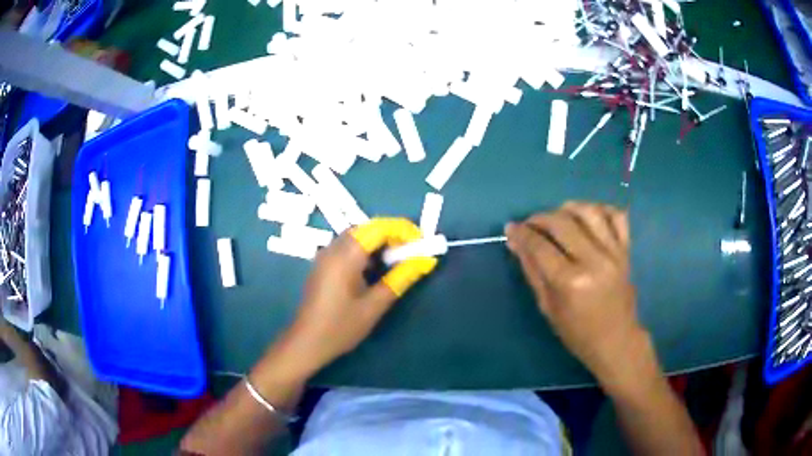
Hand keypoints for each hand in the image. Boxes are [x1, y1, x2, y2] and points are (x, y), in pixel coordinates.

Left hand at [284, 218, 437, 372]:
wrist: (307, 342)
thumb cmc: (341, 327)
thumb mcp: (374, 306)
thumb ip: (400, 279)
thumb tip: (425, 261)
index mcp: (345, 257)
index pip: (378, 228)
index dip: (402, 230)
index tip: (421, 242)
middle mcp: (333, 249)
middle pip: (367, 228)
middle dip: (392, 235)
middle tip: (411, 252)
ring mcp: (325, 255)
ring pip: (357, 236)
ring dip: (379, 242)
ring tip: (397, 260)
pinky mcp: (323, 264)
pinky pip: (348, 246)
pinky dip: (366, 250)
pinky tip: (374, 268)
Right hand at [505, 202, 648, 390]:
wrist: (616, 341)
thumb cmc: (577, 333)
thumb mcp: (548, 307)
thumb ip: (532, 270)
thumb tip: (515, 241)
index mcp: (571, 282)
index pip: (540, 246)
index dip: (522, 233)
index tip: (511, 227)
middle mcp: (594, 261)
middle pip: (562, 223)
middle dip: (540, 218)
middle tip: (530, 224)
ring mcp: (614, 253)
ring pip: (589, 212)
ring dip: (568, 208)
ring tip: (557, 216)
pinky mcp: (626, 251)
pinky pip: (617, 216)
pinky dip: (602, 209)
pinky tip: (589, 216)